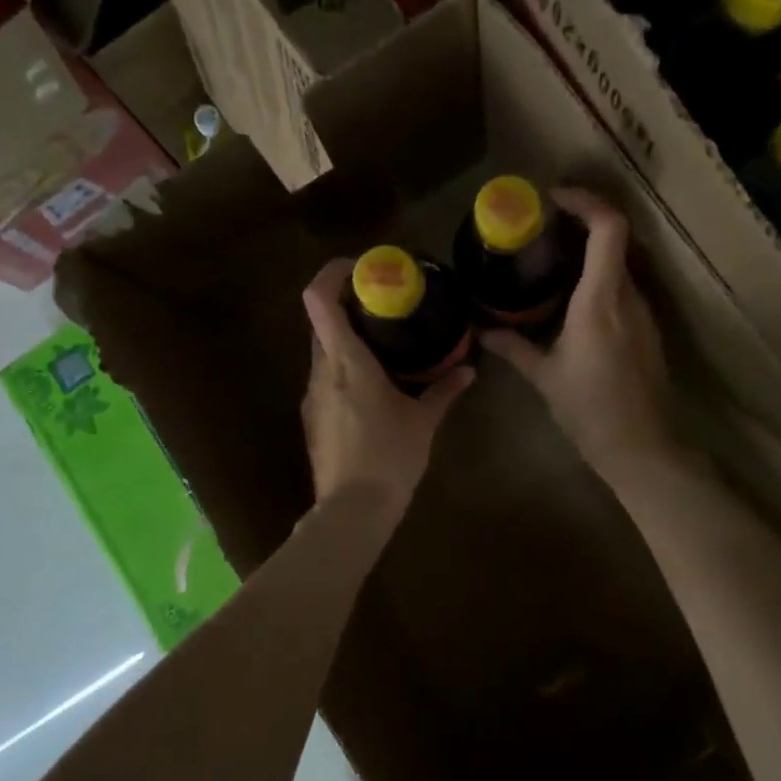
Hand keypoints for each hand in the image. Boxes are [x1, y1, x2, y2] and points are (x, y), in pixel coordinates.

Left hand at [300, 258, 473, 519]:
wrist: (352, 511)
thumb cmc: (390, 458)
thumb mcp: (423, 422)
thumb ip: (444, 391)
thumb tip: (468, 371)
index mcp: (346, 362)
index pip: (319, 299)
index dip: (333, 273)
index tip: (361, 268)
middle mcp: (321, 371)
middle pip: (322, 322)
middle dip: (349, 308)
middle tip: (386, 308)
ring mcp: (312, 396)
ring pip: (324, 352)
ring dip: (349, 342)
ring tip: (385, 349)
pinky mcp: (313, 418)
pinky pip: (326, 379)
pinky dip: (345, 370)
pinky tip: (374, 390)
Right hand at [483, 188, 673, 479]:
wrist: (640, 446)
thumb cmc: (589, 409)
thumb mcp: (544, 376)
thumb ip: (514, 347)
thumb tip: (482, 331)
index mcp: (600, 300)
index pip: (608, 227)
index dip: (585, 201)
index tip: (552, 199)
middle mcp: (627, 296)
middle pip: (614, 239)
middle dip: (580, 224)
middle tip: (541, 229)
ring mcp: (642, 312)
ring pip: (619, 264)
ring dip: (589, 253)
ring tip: (551, 262)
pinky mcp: (646, 330)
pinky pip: (622, 289)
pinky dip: (598, 279)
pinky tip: (572, 300)